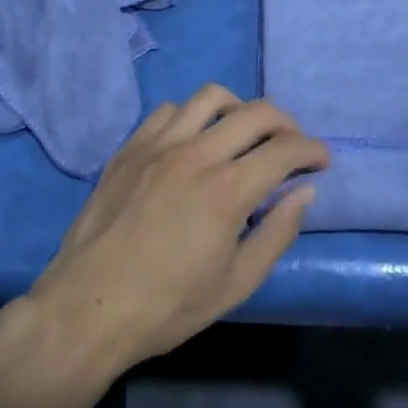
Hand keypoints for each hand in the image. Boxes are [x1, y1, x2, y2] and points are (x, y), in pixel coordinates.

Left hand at [22, 85, 326, 377]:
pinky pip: (169, 110)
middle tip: (292, 146)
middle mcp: (197, 154)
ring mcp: (159, 145)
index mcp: (228, 190)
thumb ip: (277, 232)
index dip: (312, 150)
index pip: (286, 149)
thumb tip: (304, 192)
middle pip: (257, 112)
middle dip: (287, 124)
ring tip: (243, 133)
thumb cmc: (167, 306)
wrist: (87, 310)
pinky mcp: (130, 148)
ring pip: (212, 97)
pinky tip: (193, 140)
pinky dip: (193, 116)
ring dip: (239, 109)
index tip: (320, 161)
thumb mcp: (236, 283)